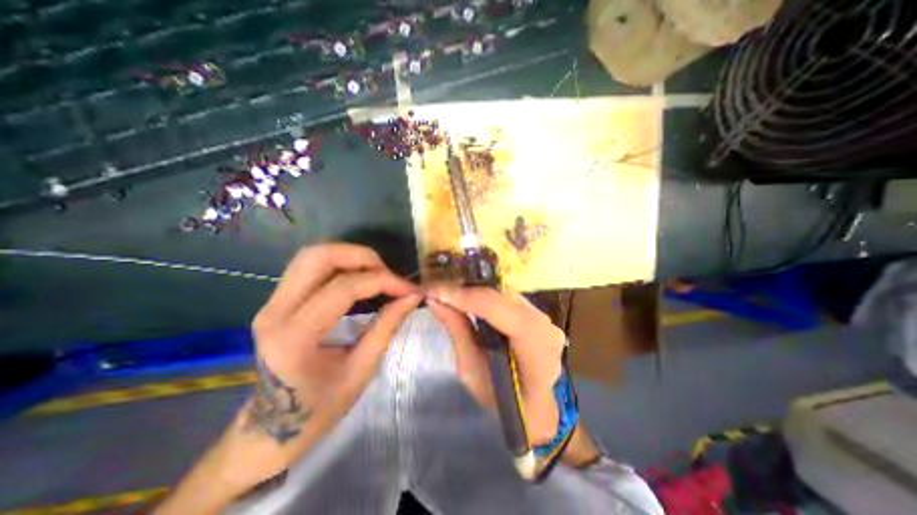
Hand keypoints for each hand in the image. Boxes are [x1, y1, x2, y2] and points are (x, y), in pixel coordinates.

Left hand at [159, 244, 421, 510]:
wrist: (272, 429)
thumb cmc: (320, 408)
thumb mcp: (361, 369)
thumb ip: (387, 326)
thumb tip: (412, 297)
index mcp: (295, 337)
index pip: (343, 288)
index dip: (382, 281)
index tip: (409, 290)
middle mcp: (275, 311)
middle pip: (319, 256)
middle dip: (362, 257)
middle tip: (389, 274)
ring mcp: (270, 303)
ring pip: (312, 255)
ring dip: (350, 256)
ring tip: (377, 274)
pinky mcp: (276, 301)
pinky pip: (309, 267)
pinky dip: (340, 264)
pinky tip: (359, 279)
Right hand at [428, 288, 566, 444]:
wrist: (531, 408)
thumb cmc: (500, 399)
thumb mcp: (471, 370)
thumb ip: (457, 330)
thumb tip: (435, 300)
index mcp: (536, 349)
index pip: (502, 311)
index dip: (468, 298)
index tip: (436, 291)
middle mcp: (545, 327)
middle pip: (503, 296)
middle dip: (468, 290)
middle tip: (439, 290)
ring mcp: (544, 317)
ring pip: (505, 293)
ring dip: (476, 290)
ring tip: (449, 292)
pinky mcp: (536, 313)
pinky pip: (507, 297)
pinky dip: (485, 295)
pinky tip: (467, 297)